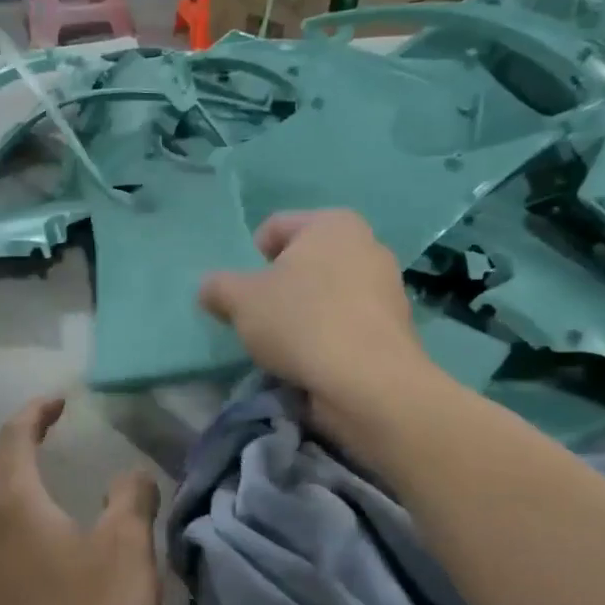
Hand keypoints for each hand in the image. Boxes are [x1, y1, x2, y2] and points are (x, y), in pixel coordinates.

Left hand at [0, 396, 161, 604]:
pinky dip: (0, 515)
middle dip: (14, 441)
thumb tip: (130, 474)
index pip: (14, 436)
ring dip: (2, 479)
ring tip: (34, 480)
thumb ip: (131, 501)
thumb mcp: (127, 554)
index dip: (35, 412)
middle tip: (45, 435)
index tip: (59, 402)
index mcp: (12, 501)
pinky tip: (26, 540)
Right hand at [198, 210, 434, 440]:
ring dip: (303, 312)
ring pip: (326, 292)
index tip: (243, 291)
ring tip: (286, 344)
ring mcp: (386, 286)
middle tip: (261, 317)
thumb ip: (218, 287)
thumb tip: (210, 287)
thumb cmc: (300, 322)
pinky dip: (327, 335)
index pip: (275, 227)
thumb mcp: (240, 300)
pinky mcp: (394, 326)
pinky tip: (313, 359)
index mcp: (332, 223)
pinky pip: (345, 321)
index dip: (250, 257)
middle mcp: (367, 244)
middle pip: (304, 260)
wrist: (367, 381)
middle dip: (279, 286)